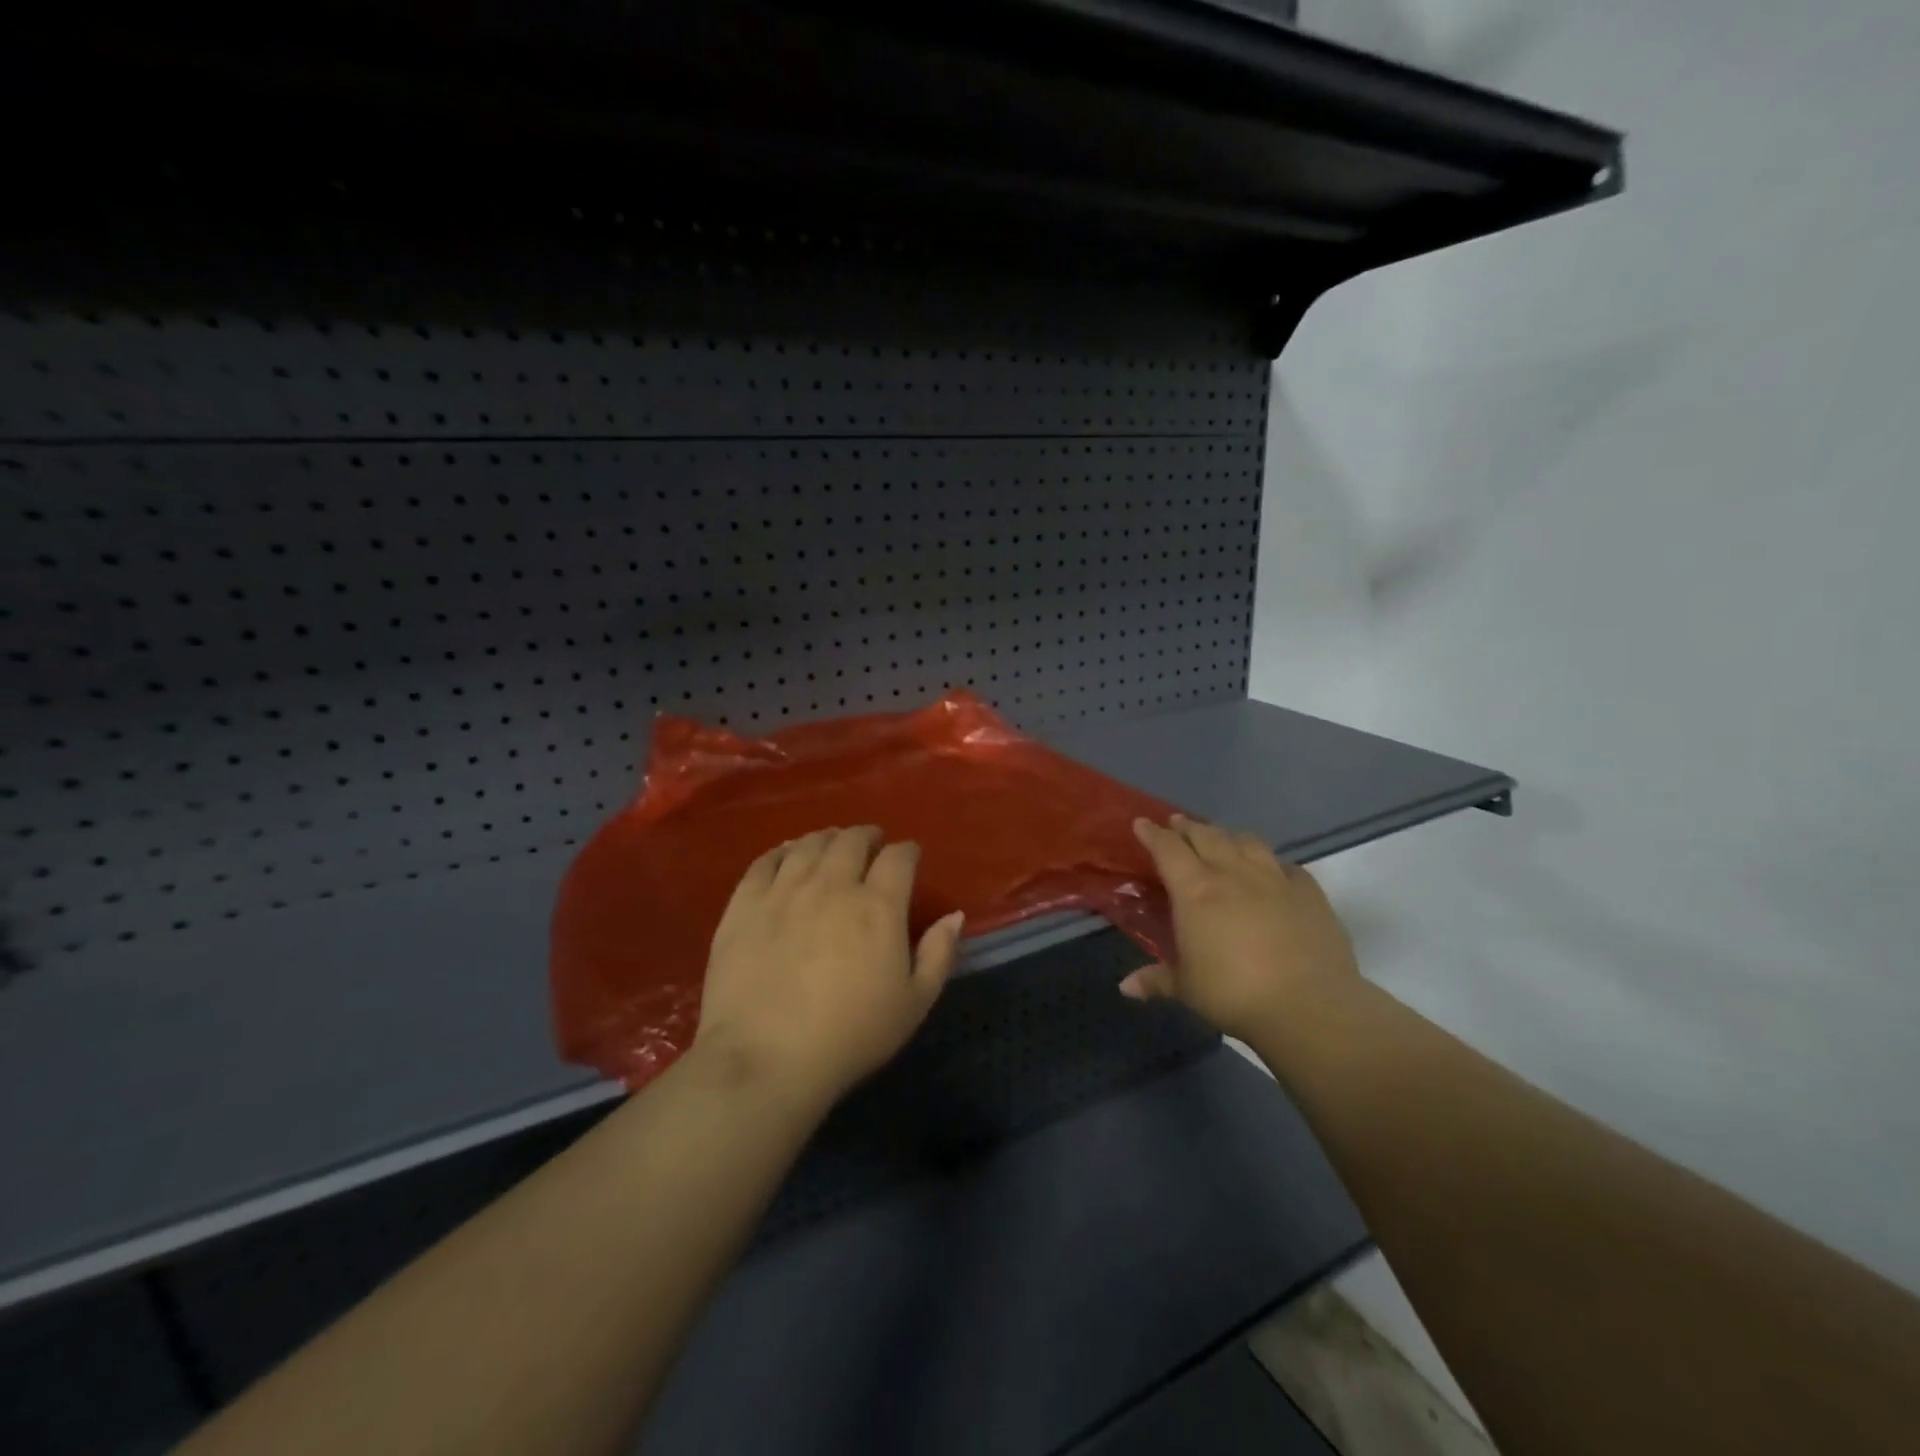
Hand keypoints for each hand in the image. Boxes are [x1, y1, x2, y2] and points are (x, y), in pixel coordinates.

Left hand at [693, 826, 965, 1104]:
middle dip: (867, 836)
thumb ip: (939, 954)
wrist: (766, 1058)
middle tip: (871, 843)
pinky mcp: (744, 904)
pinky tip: (787, 854)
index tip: (909, 856)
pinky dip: (782, 851)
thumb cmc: (851, 1036)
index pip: (899, 857)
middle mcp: (832, 885)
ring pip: (809, 845)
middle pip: (852, 841)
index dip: (907, 851)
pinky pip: (765, 862)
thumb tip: (954, 915)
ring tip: (832, 843)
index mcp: (878, 906)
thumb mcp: (914, 1004)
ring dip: (827, 838)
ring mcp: (784, 891)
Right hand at [1123, 814, 1357, 1042]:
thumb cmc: (1234, 994)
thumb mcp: (1187, 989)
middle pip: (1206, 836)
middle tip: (1177, 824)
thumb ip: (1156, 980)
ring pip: (1247, 841)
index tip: (1142, 823)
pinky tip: (1274, 870)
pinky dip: (1274, 863)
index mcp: (1195, 891)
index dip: (1152, 834)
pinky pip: (1287, 866)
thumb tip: (1125, 986)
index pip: (1168, 849)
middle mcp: (1233, 874)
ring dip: (1229, 836)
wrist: (1309, 1006)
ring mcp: (1274, 879)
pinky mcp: (1308, 892)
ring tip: (1223, 839)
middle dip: (1188, 827)